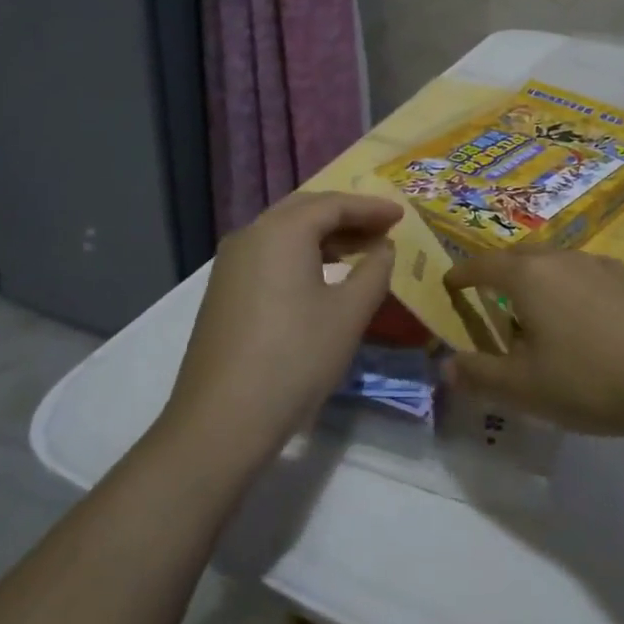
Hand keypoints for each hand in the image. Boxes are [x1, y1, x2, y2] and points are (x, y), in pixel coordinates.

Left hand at [159, 191, 402, 469]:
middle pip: (306, 210)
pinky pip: (270, 254)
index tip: (401, 215)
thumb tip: (384, 248)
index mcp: (281, 231)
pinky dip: (301, 254)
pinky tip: (322, 275)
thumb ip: (374, 272)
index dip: (371, 207)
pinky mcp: (224, 290)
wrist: (221, 420)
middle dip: (347, 216)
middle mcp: (251, 234)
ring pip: (285, 233)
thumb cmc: (295, 358)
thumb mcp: (348, 314)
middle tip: (382, 228)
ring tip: (361, 249)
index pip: (334, 204)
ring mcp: (231, 263)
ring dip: (324, 235)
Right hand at [444, 250, 623, 438]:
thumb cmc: (590, 381)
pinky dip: (567, 289)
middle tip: (487, 302)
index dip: (460, 275)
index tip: (448, 286)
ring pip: (552, 264)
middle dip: (497, 275)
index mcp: (528, 276)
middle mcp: (560, 258)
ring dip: (534, 282)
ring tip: (533, 315)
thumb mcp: (524, 389)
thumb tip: (444, 365)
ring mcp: (598, 264)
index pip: (481, 265)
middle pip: (517, 259)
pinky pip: (582, 275)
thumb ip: (478, 375)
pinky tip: (580, 321)